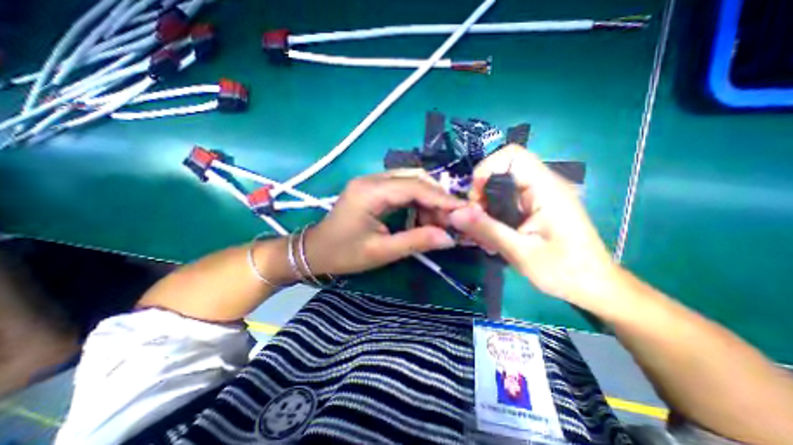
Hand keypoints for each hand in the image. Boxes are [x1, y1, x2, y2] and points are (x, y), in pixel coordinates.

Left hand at [305, 169, 466, 274]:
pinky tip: (421, 218)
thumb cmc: (343, 254)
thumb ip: (416, 242)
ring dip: (428, 200)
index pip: (415, 187)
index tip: (464, 210)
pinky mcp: (372, 189)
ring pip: (410, 182)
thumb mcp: (381, 252)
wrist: (315, 251)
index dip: (442, 198)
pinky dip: (416, 202)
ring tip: (437, 223)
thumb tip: (448, 238)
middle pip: (414, 178)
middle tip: (450, 220)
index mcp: (370, 192)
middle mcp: (371, 179)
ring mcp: (371, 182)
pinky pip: (402, 189)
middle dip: (437, 198)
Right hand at [446, 144, 619, 307]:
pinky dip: (494, 214)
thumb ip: (487, 229)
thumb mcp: (520, 252)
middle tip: (474, 221)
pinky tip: (492, 234)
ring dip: (485, 207)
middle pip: (502, 171)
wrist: (595, 287)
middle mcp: (544, 185)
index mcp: (546, 188)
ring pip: (501, 188)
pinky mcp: (536, 208)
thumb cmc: (564, 271)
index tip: (474, 199)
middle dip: (481, 193)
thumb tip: (454, 213)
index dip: (486, 170)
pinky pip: (507, 201)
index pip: (512, 155)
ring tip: (482, 232)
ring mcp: (540, 196)